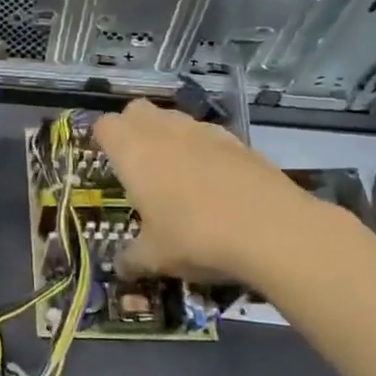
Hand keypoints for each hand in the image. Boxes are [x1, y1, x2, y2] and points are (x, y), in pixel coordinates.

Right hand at [91, 98, 347, 292]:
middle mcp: (164, 131)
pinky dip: (203, 149)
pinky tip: (214, 181)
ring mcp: (204, 132)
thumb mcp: (155, 257)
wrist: (273, 230)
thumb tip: (120, 266)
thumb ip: (132, 258)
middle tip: (136, 164)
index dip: (102, 140)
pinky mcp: (238, 141)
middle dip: (132, 128)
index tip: (107, 162)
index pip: (105, 125)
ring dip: (168, 135)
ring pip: (174, 118)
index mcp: (133, 152)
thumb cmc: (196, 237)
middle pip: (137, 110)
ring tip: (176, 173)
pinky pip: (208, 135)